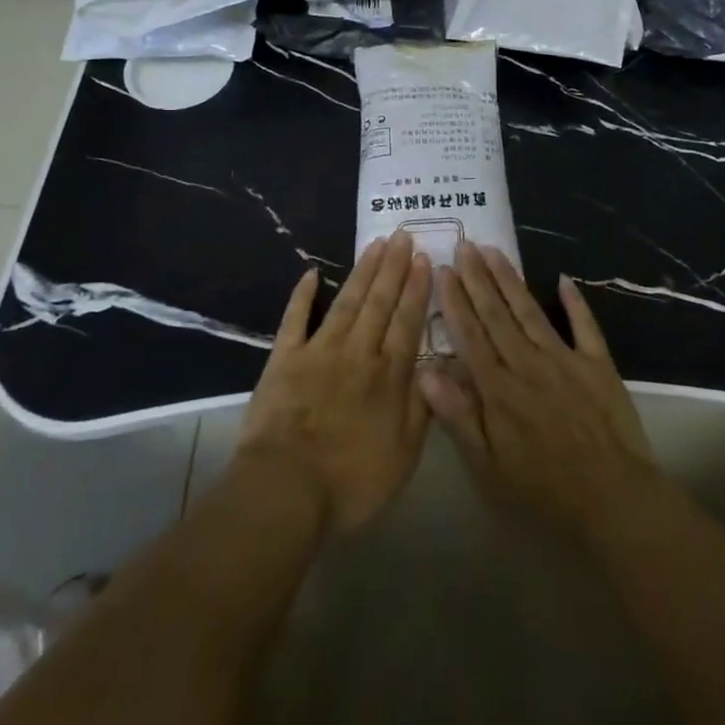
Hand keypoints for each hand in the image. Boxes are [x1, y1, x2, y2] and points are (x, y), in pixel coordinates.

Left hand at [236, 230, 432, 534]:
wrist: (286, 489)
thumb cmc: (350, 482)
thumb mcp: (404, 456)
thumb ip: (422, 408)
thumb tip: (440, 369)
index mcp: (388, 376)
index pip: (407, 322)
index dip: (417, 289)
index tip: (425, 258)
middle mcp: (358, 352)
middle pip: (379, 302)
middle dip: (394, 267)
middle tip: (403, 235)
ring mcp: (319, 351)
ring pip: (347, 301)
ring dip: (362, 271)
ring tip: (375, 244)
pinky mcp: (284, 358)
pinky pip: (295, 319)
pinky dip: (302, 295)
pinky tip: (310, 273)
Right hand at [419, 242, 658, 538]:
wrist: (613, 498)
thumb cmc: (544, 489)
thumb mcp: (489, 467)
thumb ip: (458, 416)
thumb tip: (425, 372)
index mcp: (499, 388)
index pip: (470, 334)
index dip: (455, 300)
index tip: (443, 269)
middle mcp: (527, 363)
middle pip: (497, 313)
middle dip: (478, 277)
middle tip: (465, 244)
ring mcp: (565, 358)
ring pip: (530, 311)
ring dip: (510, 279)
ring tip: (494, 250)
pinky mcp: (597, 364)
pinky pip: (584, 325)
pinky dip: (575, 302)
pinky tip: (563, 278)